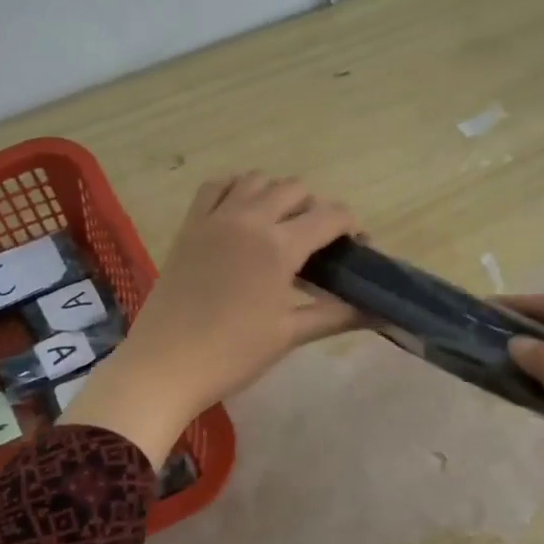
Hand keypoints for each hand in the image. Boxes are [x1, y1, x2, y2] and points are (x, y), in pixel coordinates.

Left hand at [59, 173, 360, 465]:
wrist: (166, 363)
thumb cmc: (233, 353)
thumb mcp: (289, 334)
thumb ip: (336, 315)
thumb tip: (377, 312)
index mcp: (279, 246)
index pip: (329, 216)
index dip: (351, 225)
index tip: (356, 246)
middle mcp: (250, 219)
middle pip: (294, 189)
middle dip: (315, 208)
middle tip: (317, 243)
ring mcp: (215, 218)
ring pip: (256, 180)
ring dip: (277, 194)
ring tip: (280, 226)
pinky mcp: (190, 226)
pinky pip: (216, 186)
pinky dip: (236, 189)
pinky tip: (242, 213)